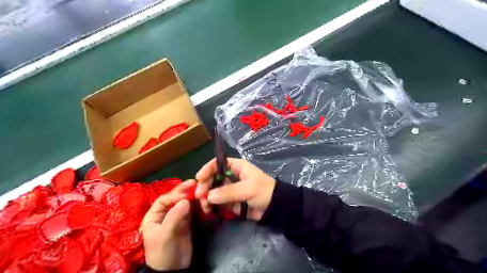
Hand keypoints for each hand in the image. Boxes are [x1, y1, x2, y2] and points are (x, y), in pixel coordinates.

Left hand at [140, 179, 195, 270]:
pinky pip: (191, 210)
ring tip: (201, 191)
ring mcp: (176, 217)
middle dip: (184, 191)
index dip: (174, 195)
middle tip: (195, 183)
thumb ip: (175, 216)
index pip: (164, 200)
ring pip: (184, 203)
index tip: (185, 196)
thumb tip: (186, 200)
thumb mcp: (165, 234)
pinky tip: (202, 201)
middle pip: (174, 199)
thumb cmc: (163, 251)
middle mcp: (164, 214)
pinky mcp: (186, 222)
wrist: (173, 269)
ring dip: (192, 197)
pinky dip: (196, 205)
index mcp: (154, 216)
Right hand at [196, 159, 277, 219]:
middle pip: (212, 177)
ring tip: (204, 205)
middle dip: (204, 185)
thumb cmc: (264, 191)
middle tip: (199, 195)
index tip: (198, 178)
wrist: (275, 207)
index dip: (207, 169)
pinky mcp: (229, 201)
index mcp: (236, 167)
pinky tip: (208, 209)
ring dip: (206, 196)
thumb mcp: (247, 189)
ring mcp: (229, 189)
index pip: (217, 164)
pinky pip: (217, 201)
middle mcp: (230, 176)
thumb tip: (209, 196)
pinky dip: (211, 205)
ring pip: (212, 190)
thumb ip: (228, 192)